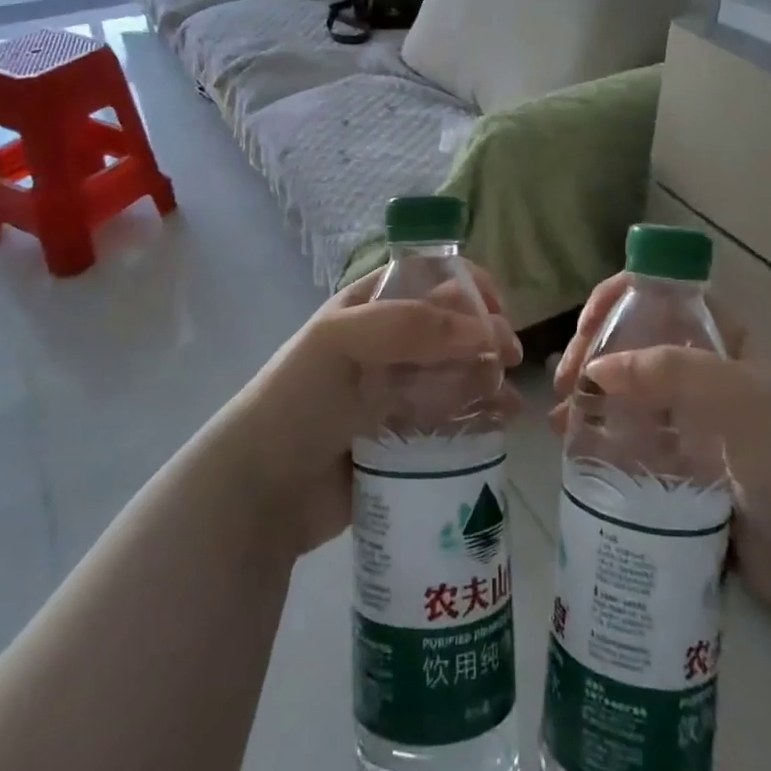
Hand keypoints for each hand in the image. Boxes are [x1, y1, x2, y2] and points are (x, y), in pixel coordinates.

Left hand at [213, 263, 522, 557]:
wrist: (262, 490)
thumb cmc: (298, 399)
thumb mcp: (342, 341)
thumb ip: (410, 325)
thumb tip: (486, 331)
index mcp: (369, 308)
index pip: (429, 280)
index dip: (466, 286)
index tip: (497, 306)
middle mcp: (388, 345)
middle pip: (451, 327)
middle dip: (486, 335)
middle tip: (508, 357)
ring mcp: (398, 392)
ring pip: (458, 373)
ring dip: (489, 377)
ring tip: (507, 399)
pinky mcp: (408, 438)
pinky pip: (453, 418)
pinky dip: (481, 415)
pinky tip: (501, 423)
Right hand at [552, 276, 770, 616]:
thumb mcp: (743, 401)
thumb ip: (671, 372)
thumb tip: (596, 368)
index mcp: (730, 341)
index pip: (667, 295)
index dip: (622, 298)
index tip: (586, 327)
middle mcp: (709, 372)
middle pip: (639, 342)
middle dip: (597, 353)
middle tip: (566, 383)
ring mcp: (696, 421)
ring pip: (631, 392)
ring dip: (592, 397)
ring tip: (561, 420)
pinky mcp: (685, 466)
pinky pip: (635, 439)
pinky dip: (603, 436)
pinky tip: (574, 446)